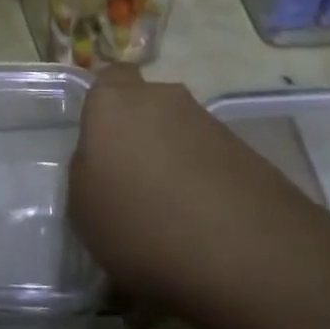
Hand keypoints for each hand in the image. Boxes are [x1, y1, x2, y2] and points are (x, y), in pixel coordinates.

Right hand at [68, 66, 322, 311]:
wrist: (244, 250)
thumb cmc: (140, 223)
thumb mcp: (82, 208)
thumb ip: (88, 170)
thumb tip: (103, 161)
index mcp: (114, 103)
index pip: (109, 78)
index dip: (105, 108)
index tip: (101, 144)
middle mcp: (163, 99)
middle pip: (146, 107)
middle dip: (140, 135)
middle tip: (132, 182)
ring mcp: (209, 122)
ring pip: (180, 134)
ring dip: (173, 161)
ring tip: (171, 213)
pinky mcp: (247, 151)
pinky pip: (211, 160)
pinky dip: (204, 183)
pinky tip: (203, 224)